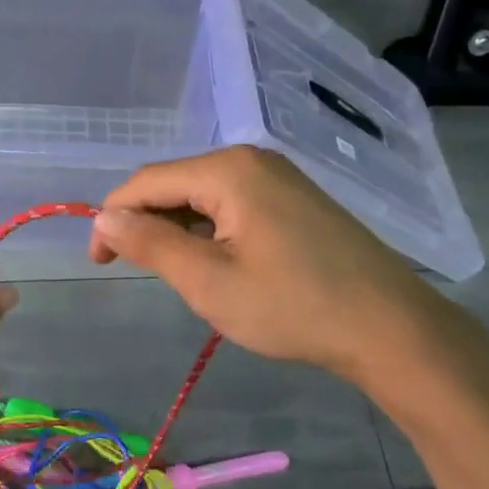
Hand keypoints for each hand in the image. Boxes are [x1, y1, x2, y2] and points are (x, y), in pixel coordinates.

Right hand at [88, 146, 437, 385]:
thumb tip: (103, 218)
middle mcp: (252, 160)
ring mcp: (279, 177)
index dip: (113, 217)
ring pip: (203, 195)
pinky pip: (232, 204)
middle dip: (145, 221)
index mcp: (228, 170)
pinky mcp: (295, 199)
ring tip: (173, 272)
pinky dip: (208, 229)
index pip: (147, 181)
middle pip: (175, 183)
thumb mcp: (208, 282)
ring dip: (176, 227)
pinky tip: (213, 262)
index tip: (98, 261)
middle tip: (132, 269)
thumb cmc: (293, 307)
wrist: (390, 328)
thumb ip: (151, 244)